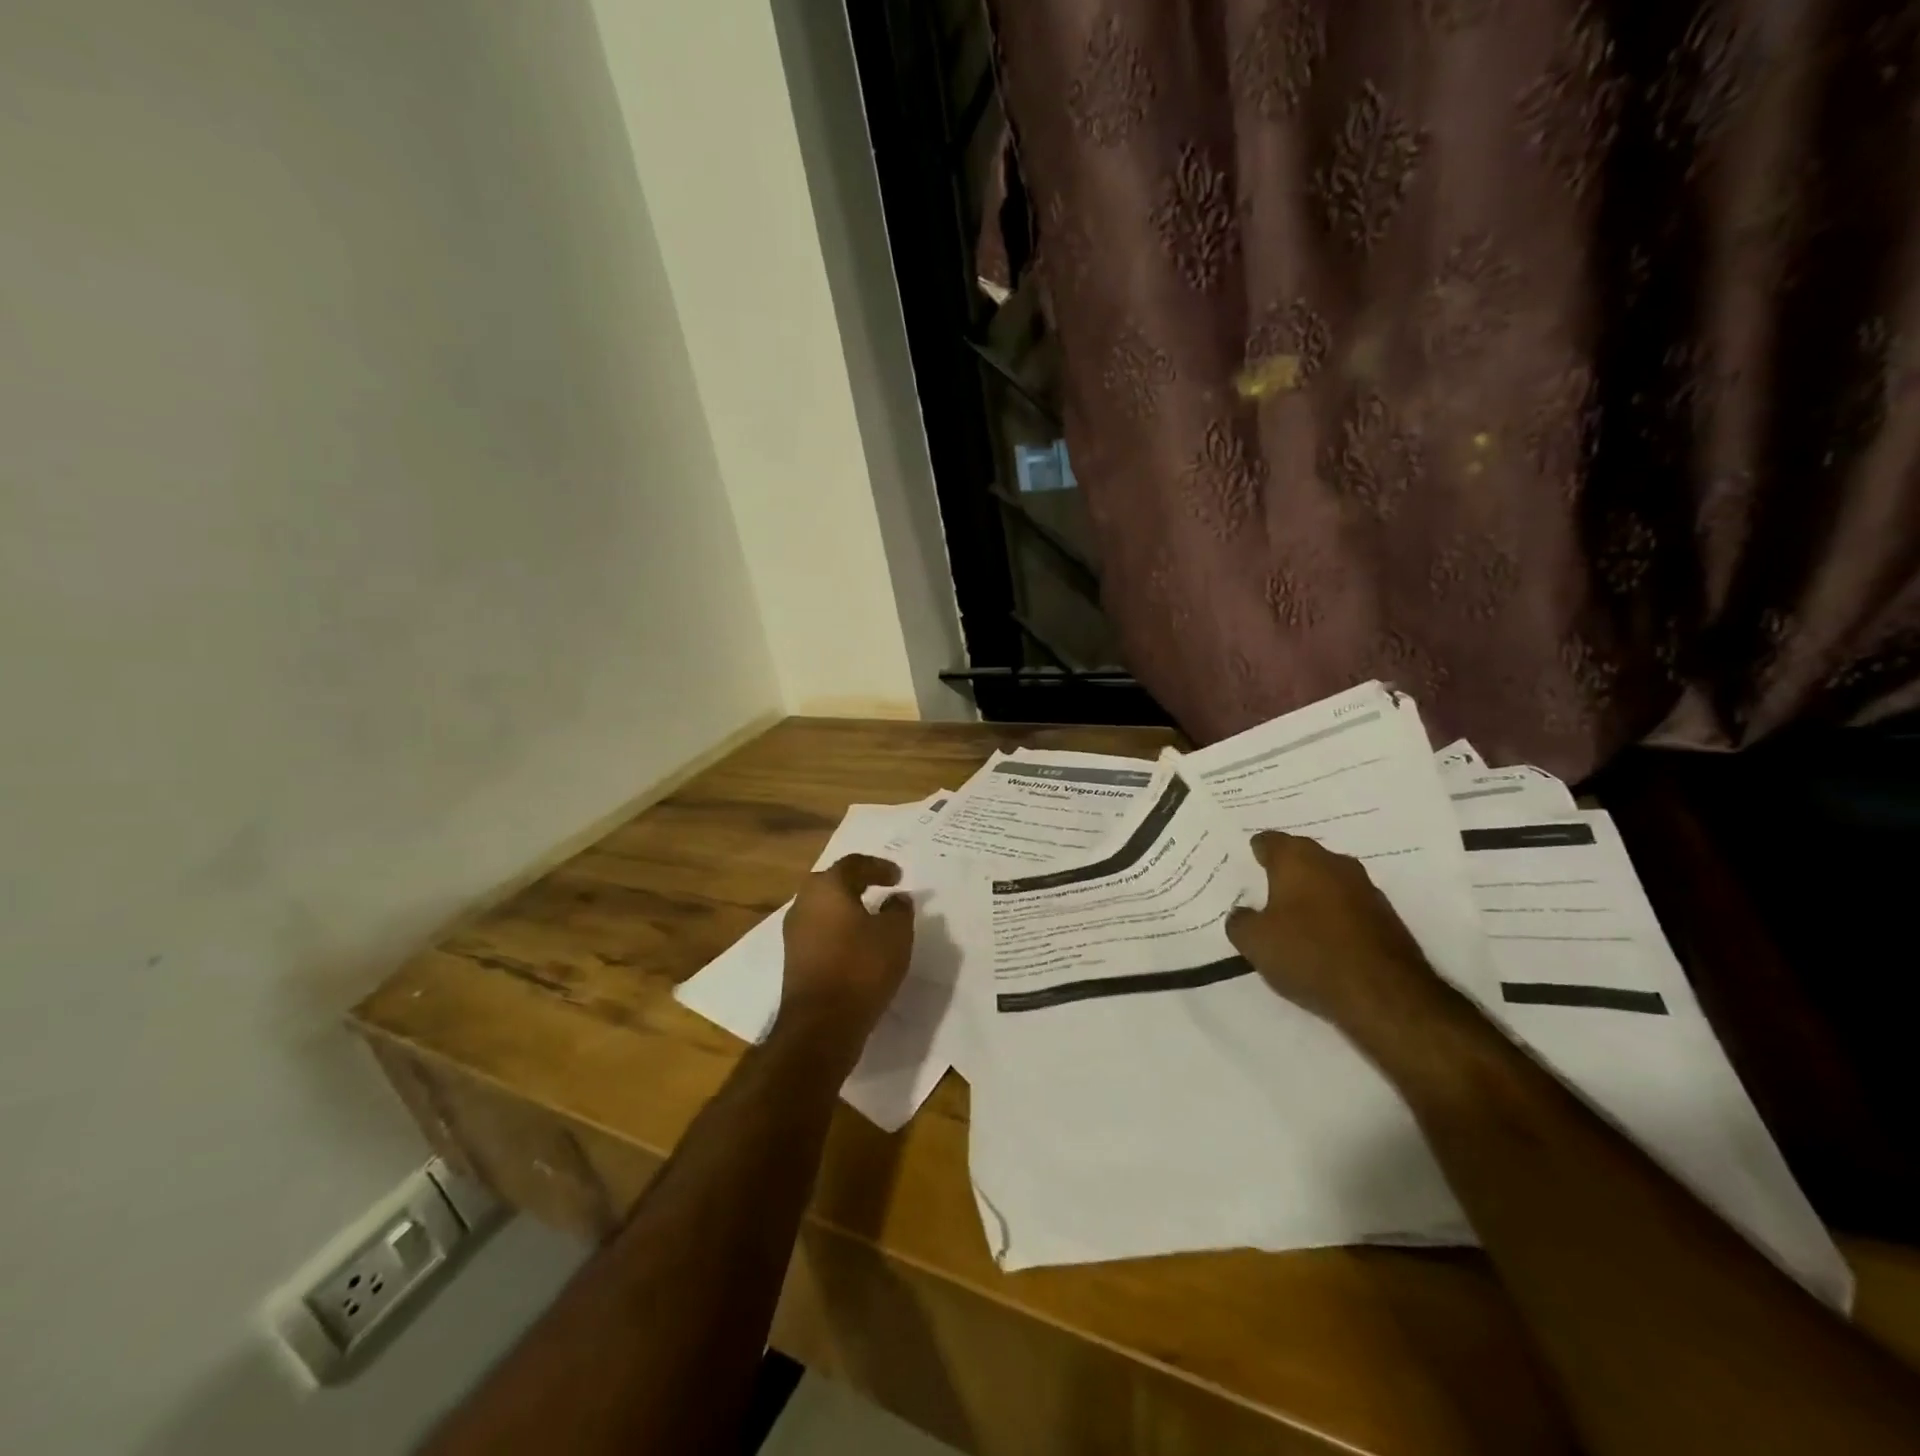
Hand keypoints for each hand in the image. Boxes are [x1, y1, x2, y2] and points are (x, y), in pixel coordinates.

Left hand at [778, 854, 914, 1048]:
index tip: (898, 877)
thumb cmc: (861, 967)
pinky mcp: (794, 958)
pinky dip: (839, 929)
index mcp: (827, 887)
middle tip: (881, 888)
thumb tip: (896, 899)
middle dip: (858, 883)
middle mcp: (804, 902)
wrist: (821, 1023)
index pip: (854, 864)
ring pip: (824, 908)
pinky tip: (857, 943)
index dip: (878, 867)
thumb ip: (899, 910)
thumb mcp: (896, 934)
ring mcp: (794, 932)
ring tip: (872, 916)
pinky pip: (820, 930)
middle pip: (833, 882)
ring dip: (847, 907)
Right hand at [1226, 831, 1453, 1049]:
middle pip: (1303, 858)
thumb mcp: (1254, 942)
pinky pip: (1349, 908)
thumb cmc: (1309, 954)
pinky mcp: (1387, 918)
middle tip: (1267, 891)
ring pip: (1329, 882)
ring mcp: (1366, 889)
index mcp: (1298, 859)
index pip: (1270, 842)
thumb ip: (1240, 922)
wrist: (1385, 995)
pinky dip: (1335, 917)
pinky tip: (1324, 941)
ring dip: (1313, 895)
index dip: (1256, 852)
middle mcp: (1334, 863)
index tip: (1248, 865)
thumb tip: (1244, 915)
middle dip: (1286, 872)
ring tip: (1294, 919)